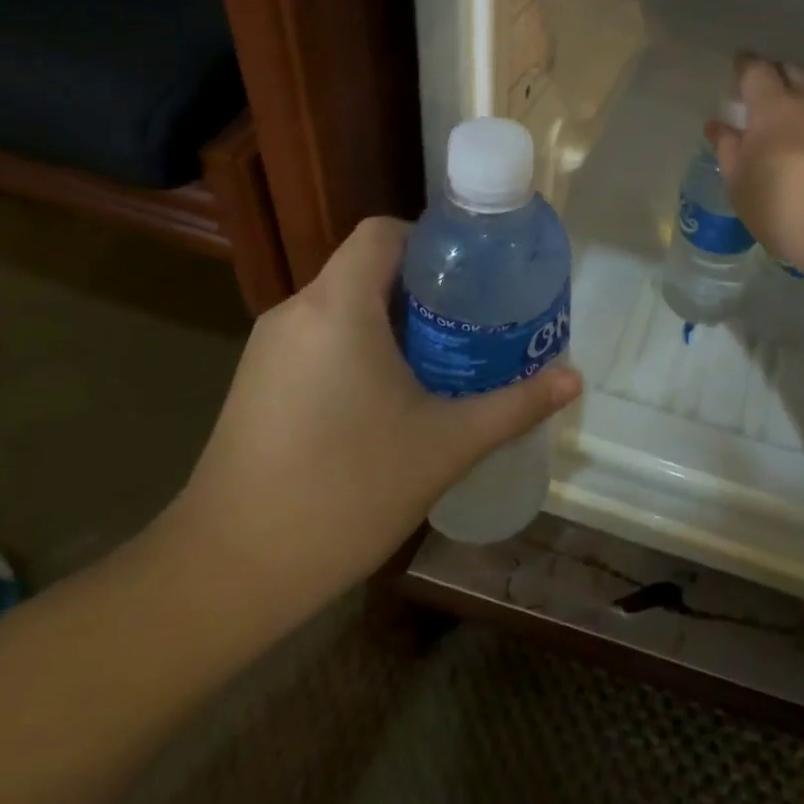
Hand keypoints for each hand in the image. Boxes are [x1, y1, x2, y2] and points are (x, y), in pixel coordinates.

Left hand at [157, 217, 580, 620]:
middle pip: (365, 267)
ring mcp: (268, 347)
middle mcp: (297, 310)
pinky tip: (386, 398)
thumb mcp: (445, 446)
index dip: (430, 241)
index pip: (382, 232)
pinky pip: (318, 338)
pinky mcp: (255, 381)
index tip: (472, 276)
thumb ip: (514, 405)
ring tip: (440, 360)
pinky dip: (357, 346)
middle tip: (472, 323)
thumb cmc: (346, 491)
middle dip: (422, 288)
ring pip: (341, 305)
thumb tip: (574, 378)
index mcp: (338, 306)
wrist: (229, 572)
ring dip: (390, 320)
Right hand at [706, 55, 803, 277]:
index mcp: (772, 106)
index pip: (755, 70)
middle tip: (770, 92)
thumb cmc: (785, 211)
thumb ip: (728, 150)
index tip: (740, 69)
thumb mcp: (741, 186)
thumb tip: (717, 125)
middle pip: (790, 67)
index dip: (745, 66)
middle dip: (776, 74)